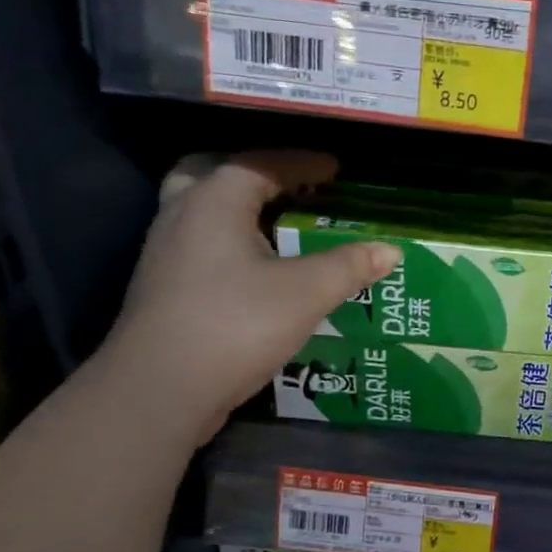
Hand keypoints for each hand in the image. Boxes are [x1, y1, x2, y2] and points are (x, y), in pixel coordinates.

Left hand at [101, 151, 397, 443]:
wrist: (161, 388)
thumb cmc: (236, 325)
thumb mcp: (305, 294)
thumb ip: (348, 267)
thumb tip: (390, 250)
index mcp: (213, 201)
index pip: (260, 164)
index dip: (301, 163)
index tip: (335, 168)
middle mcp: (181, 216)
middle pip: (212, 174)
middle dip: (255, 175)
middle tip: (290, 187)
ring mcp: (165, 254)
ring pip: (201, 211)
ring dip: (239, 210)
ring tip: (279, 227)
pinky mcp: (164, 289)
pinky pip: (200, 245)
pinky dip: (230, 243)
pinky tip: (258, 271)